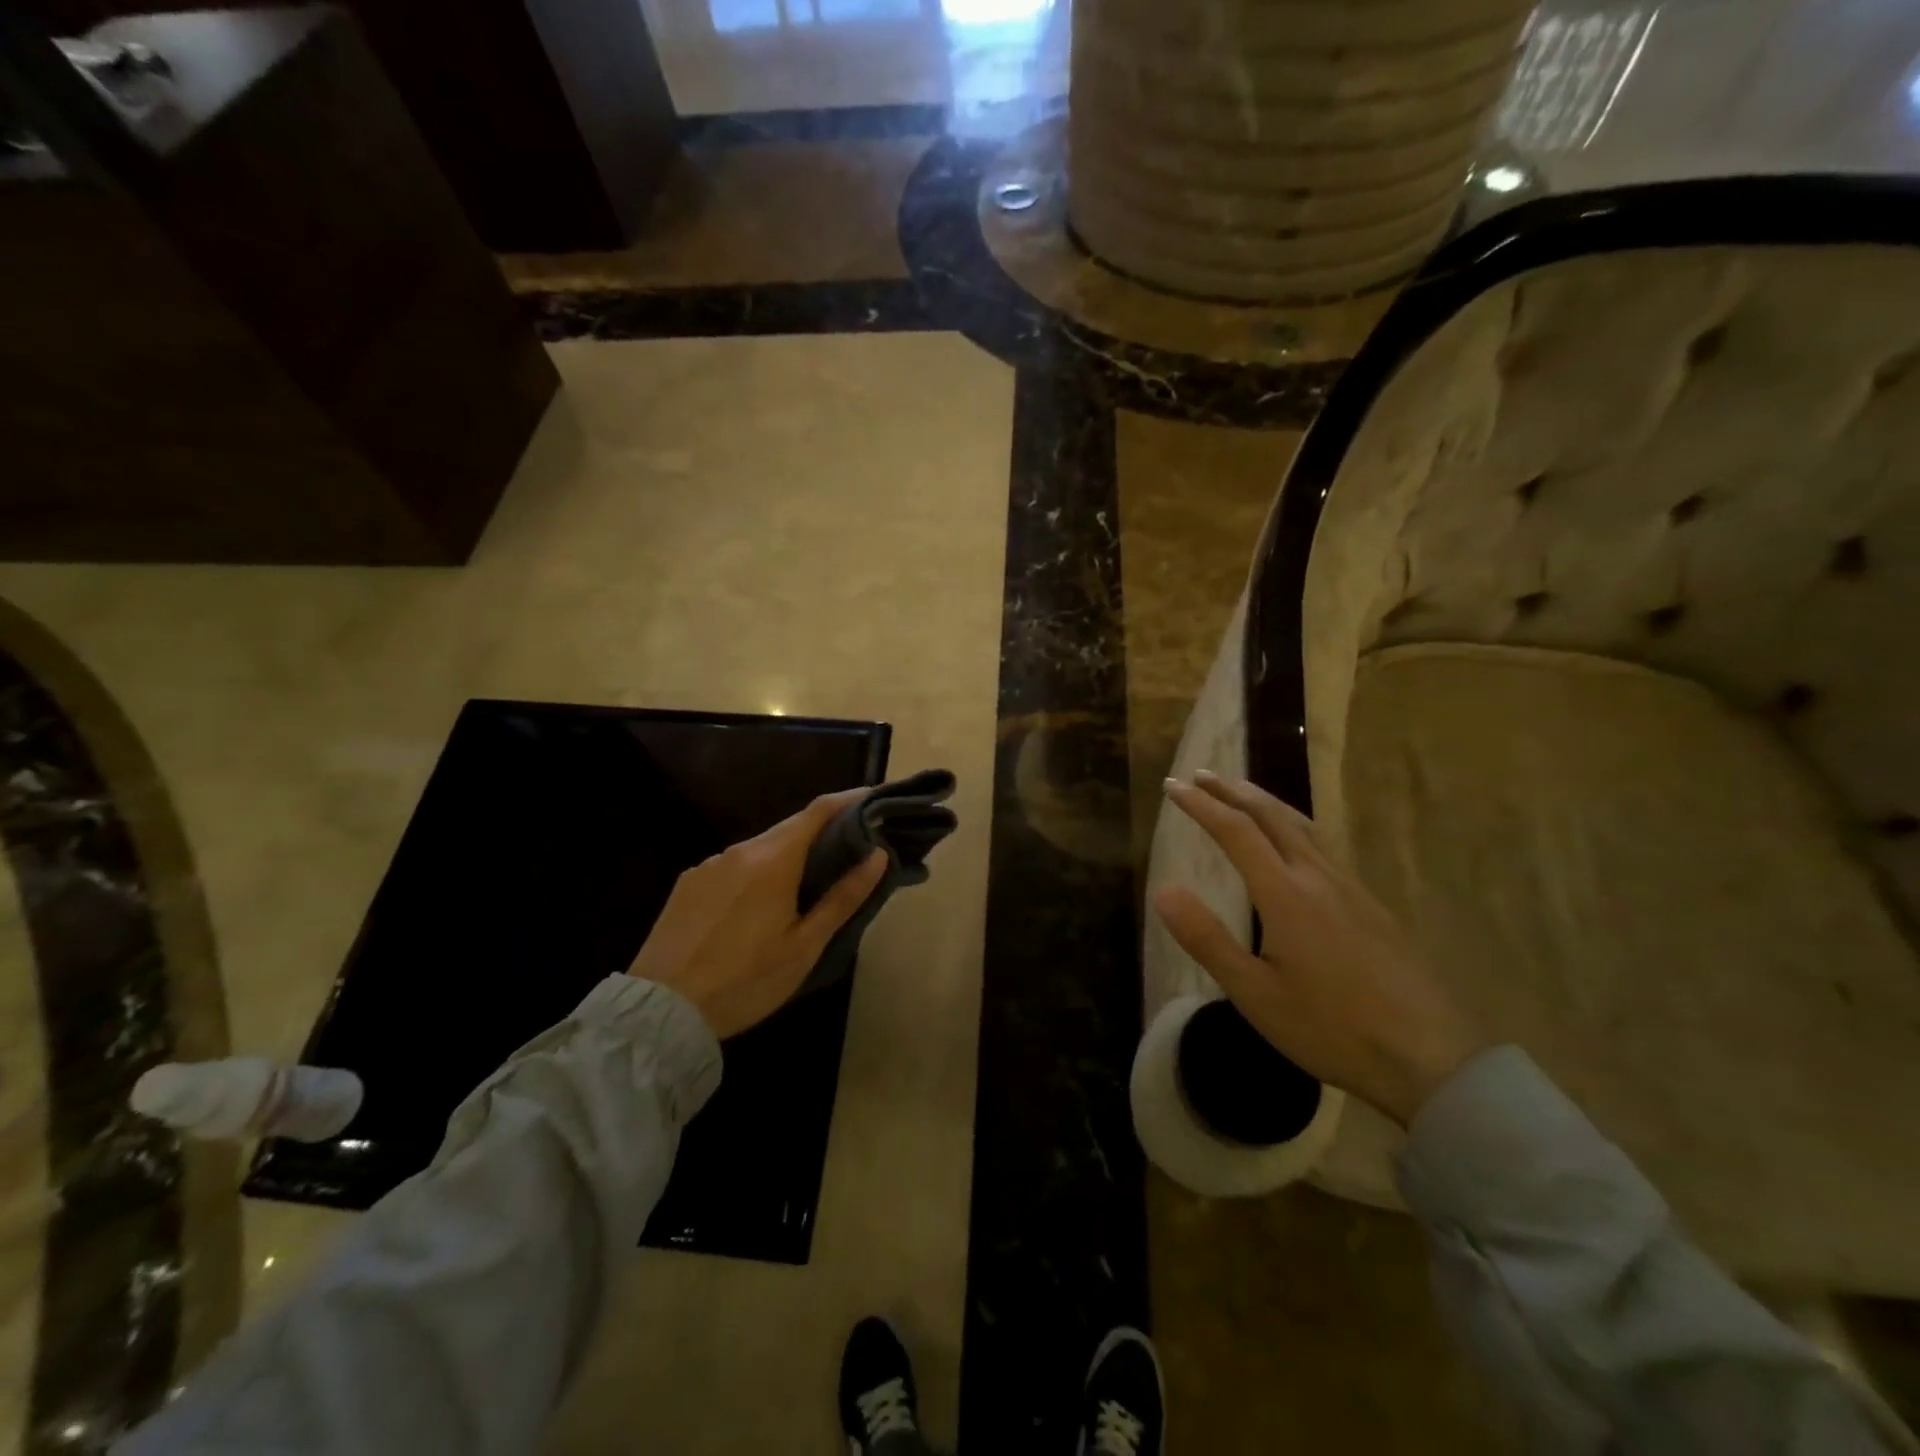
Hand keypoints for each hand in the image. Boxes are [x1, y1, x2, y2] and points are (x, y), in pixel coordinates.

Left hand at [628, 789, 887, 1039]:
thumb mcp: (804, 946)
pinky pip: (733, 865)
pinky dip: (756, 872)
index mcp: (773, 860)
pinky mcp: (688, 883)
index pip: (819, 811)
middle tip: (850, 849)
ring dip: (788, 855)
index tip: (874, 801)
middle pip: (790, 828)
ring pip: (760, 847)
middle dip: (822, 831)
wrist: (661, 1011)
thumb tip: (877, 855)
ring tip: (806, 883)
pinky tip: (757, 905)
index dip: (849, 800)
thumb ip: (843, 897)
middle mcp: (740, 850)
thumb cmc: (745, 981)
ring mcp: (709, 864)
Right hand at [1154, 771, 1485, 1124]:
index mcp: (1286, 894)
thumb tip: (1163, 891)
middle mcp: (1318, 878)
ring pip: (1302, 826)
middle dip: (1232, 791)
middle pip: (1272, 817)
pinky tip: (1294, 842)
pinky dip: (1293, 825)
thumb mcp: (1255, 993)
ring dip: (1265, 802)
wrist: (1431, 1058)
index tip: (1172, 786)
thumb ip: (1207, 939)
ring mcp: (1350, 889)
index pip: (1235, 832)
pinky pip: (1323, 845)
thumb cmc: (1331, 1029)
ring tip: (1242, 791)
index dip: (1200, 805)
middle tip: (1201, 774)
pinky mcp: (1371, 905)